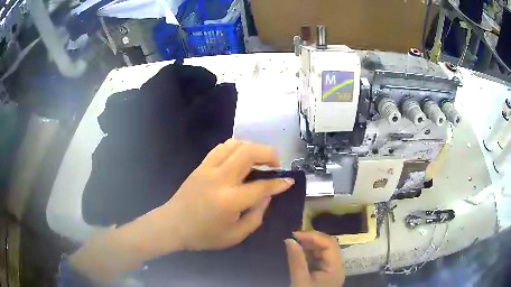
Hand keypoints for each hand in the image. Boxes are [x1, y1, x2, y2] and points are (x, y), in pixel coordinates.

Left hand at [154, 139, 294, 251]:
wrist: (173, 225)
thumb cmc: (204, 235)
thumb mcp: (235, 235)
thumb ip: (256, 215)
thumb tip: (267, 195)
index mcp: (230, 201)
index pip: (262, 186)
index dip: (279, 183)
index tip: (289, 180)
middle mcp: (220, 179)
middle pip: (249, 152)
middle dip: (269, 154)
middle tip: (275, 165)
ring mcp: (208, 169)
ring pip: (235, 144)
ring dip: (252, 148)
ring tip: (258, 160)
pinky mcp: (201, 166)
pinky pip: (221, 148)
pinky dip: (236, 148)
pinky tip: (239, 159)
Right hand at [285, 231, 344, 286]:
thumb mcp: (300, 281)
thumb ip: (296, 261)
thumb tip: (290, 240)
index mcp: (335, 268)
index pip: (330, 244)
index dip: (314, 236)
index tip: (295, 234)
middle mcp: (336, 266)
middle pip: (329, 246)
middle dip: (312, 239)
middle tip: (294, 237)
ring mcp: (331, 270)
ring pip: (324, 251)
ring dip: (310, 245)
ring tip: (295, 243)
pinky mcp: (324, 273)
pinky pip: (319, 258)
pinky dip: (309, 253)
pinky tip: (299, 252)